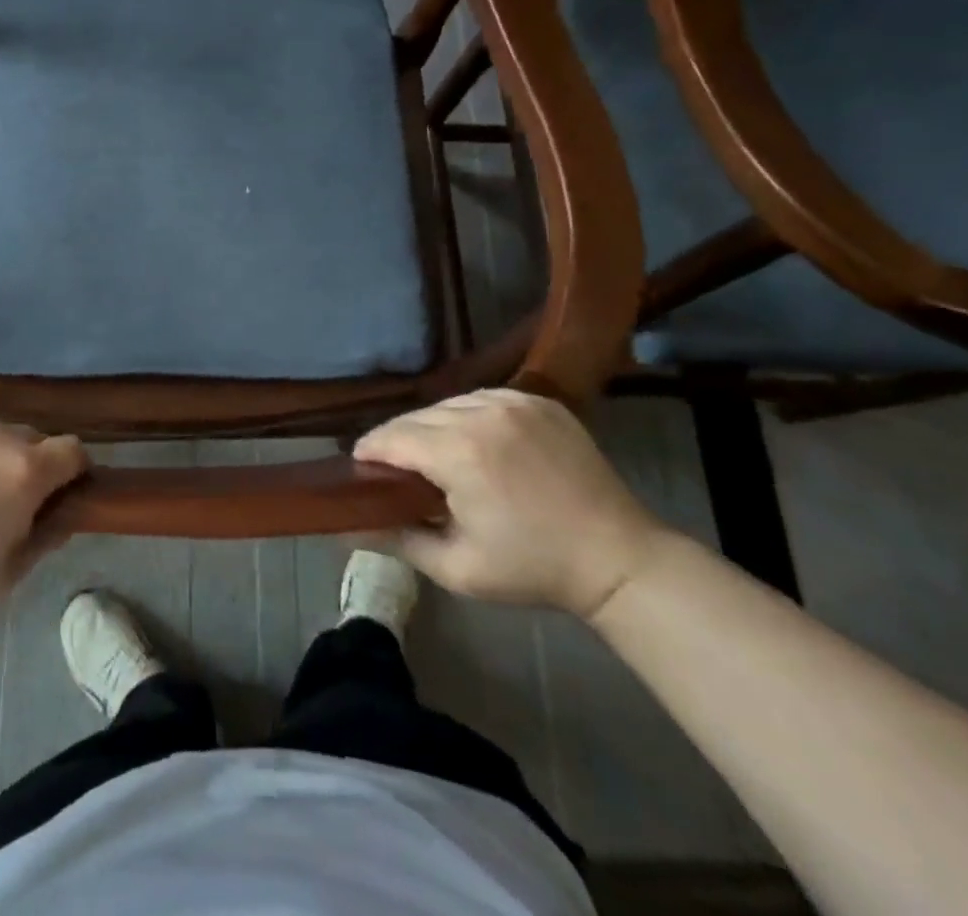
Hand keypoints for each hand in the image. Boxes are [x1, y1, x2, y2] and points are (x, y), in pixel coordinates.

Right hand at [353, 389, 667, 617]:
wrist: (619, 559)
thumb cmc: (533, 568)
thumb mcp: (458, 568)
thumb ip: (398, 540)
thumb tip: (349, 527)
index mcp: (458, 452)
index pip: (391, 437)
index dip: (369, 451)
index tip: (359, 468)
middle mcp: (481, 413)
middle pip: (417, 417)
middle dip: (399, 441)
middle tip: (397, 470)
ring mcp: (514, 402)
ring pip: (448, 404)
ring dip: (433, 426)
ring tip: (435, 455)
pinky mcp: (539, 401)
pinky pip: (483, 399)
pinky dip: (468, 416)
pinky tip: (474, 442)